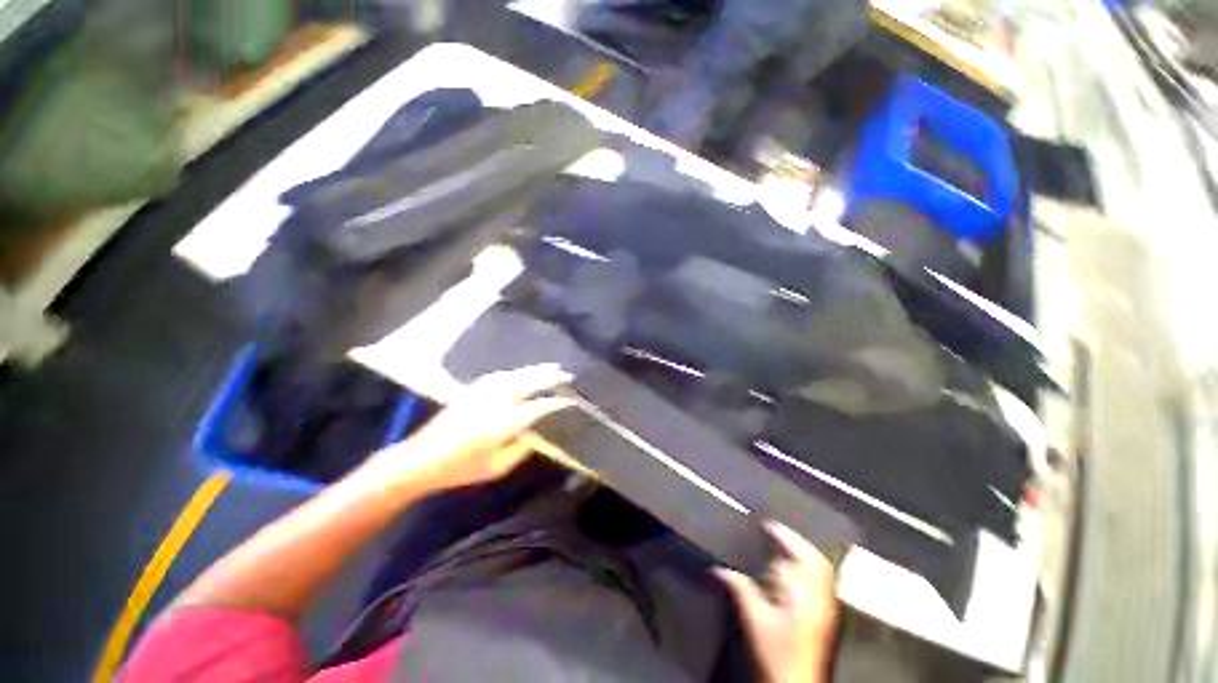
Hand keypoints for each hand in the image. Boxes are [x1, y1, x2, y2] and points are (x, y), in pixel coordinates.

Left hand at [365, 364, 573, 492]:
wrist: (419, 460)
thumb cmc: (460, 470)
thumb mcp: (496, 468)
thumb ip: (520, 449)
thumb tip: (537, 433)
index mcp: (502, 423)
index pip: (537, 407)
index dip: (555, 402)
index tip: (570, 400)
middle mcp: (495, 402)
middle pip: (528, 383)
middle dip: (549, 377)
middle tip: (565, 373)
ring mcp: (482, 393)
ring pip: (515, 375)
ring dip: (534, 370)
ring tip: (550, 368)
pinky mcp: (472, 391)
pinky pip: (500, 376)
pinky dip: (516, 372)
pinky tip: (522, 373)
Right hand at [715, 522, 838, 682]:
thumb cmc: (775, 653)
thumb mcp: (754, 620)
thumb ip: (740, 589)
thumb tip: (719, 568)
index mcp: (804, 595)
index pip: (797, 556)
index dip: (783, 537)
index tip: (767, 526)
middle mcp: (820, 597)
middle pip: (816, 560)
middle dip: (797, 542)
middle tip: (777, 532)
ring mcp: (827, 608)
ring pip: (822, 571)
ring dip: (804, 554)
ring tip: (785, 548)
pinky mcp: (826, 617)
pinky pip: (823, 583)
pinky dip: (810, 570)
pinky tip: (795, 573)